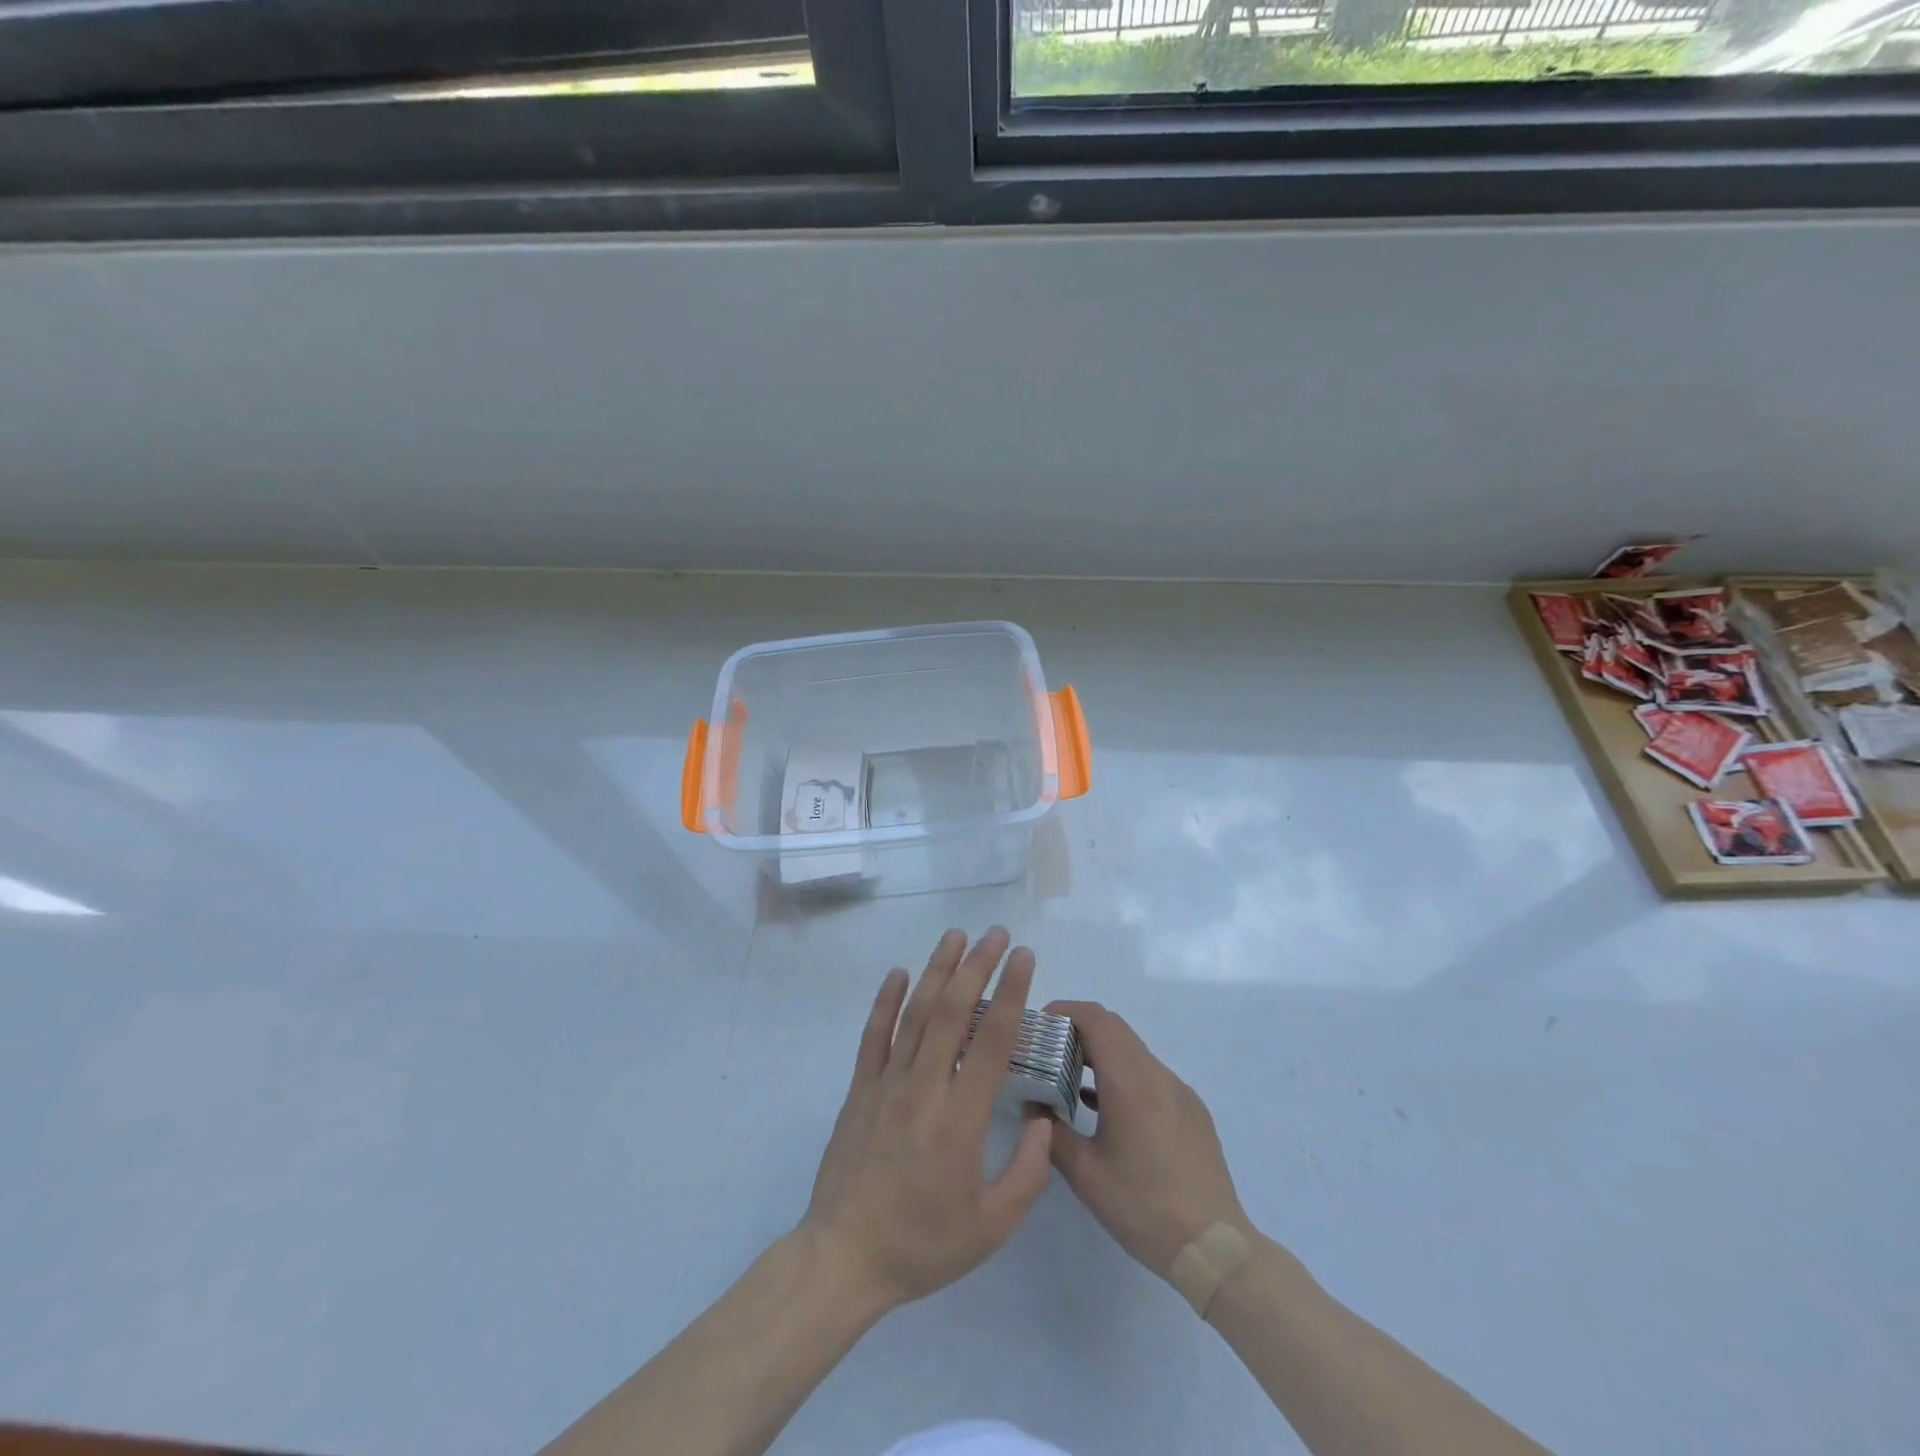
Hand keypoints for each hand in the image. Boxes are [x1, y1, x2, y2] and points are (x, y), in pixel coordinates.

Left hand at [801, 928, 1053, 1313]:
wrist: (845, 1257)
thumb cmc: (923, 1244)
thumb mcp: (991, 1226)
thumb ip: (1028, 1172)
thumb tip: (1043, 1120)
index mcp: (961, 1117)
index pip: (992, 1040)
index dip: (1011, 993)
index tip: (1024, 957)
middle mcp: (925, 1087)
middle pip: (953, 1012)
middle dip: (977, 966)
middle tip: (996, 934)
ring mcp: (887, 1083)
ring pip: (916, 1013)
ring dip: (937, 970)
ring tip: (955, 936)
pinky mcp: (860, 1089)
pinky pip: (874, 1035)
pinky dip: (886, 1001)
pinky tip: (899, 973)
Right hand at [1045, 1000, 1248, 1278]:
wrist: (1215, 1248)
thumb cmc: (1144, 1207)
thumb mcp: (1085, 1175)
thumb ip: (1051, 1133)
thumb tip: (1032, 1106)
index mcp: (1131, 1082)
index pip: (1097, 1019)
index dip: (1066, 1011)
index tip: (1040, 1025)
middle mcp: (1158, 1075)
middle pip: (1115, 1028)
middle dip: (1079, 1029)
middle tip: (1049, 1050)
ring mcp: (1179, 1091)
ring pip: (1133, 1051)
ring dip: (1102, 1052)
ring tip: (1070, 1078)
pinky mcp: (1191, 1110)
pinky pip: (1150, 1075)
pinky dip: (1123, 1074)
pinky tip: (1105, 1108)